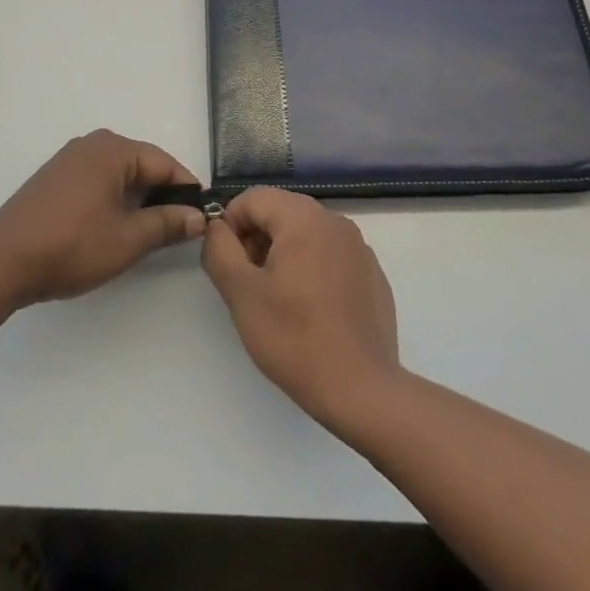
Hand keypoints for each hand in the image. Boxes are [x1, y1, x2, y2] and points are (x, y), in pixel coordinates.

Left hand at [0, 130, 205, 306]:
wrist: (3, 262)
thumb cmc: (72, 246)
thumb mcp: (128, 239)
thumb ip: (167, 224)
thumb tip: (198, 217)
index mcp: (112, 149)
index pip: (163, 162)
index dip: (186, 189)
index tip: (201, 216)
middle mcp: (91, 144)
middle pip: (140, 164)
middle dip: (161, 193)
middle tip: (177, 228)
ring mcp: (68, 159)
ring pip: (118, 173)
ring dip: (136, 198)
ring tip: (147, 231)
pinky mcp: (53, 178)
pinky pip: (96, 180)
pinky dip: (112, 198)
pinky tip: (112, 225)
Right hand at [201, 187, 400, 425]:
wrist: (362, 391)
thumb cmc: (295, 338)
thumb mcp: (241, 293)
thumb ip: (219, 250)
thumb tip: (217, 228)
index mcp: (304, 217)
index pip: (253, 198)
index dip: (230, 225)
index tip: (228, 265)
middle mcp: (335, 222)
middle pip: (280, 212)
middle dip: (256, 240)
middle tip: (249, 285)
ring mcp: (359, 248)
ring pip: (305, 234)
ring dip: (282, 255)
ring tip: (278, 301)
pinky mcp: (372, 275)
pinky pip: (330, 256)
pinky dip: (311, 270)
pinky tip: (311, 312)